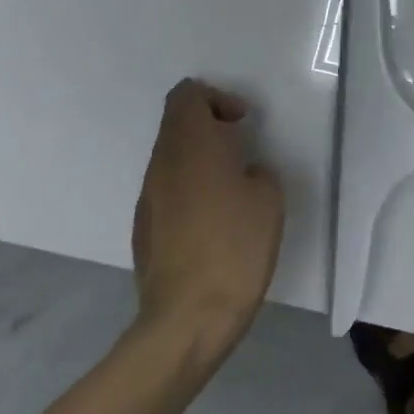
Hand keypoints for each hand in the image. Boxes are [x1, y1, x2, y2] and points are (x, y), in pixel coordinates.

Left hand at [132, 79, 283, 351]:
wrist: (188, 317)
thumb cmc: (236, 246)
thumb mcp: (269, 198)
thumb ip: (256, 171)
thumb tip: (243, 173)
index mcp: (191, 146)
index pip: (187, 95)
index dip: (216, 98)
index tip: (243, 122)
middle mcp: (161, 164)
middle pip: (176, 123)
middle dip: (209, 126)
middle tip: (242, 150)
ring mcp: (148, 197)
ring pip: (171, 157)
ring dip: (200, 158)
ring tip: (232, 186)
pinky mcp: (144, 228)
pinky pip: (167, 188)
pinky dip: (190, 188)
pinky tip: (214, 220)